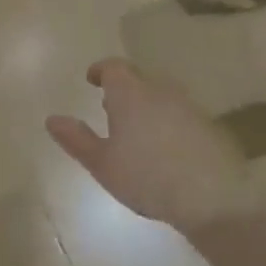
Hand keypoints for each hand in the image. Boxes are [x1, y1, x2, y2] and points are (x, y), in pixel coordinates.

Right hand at [47, 58, 259, 234]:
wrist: (212, 198)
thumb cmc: (146, 177)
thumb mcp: (102, 163)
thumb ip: (76, 139)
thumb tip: (52, 119)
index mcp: (130, 94)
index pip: (114, 67)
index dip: (101, 70)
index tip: (92, 80)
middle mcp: (160, 91)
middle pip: (139, 79)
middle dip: (123, 89)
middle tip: (110, 109)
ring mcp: (189, 107)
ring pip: (161, 95)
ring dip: (146, 104)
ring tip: (136, 129)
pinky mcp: (209, 125)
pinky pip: (180, 113)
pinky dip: (167, 121)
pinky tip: (165, 147)